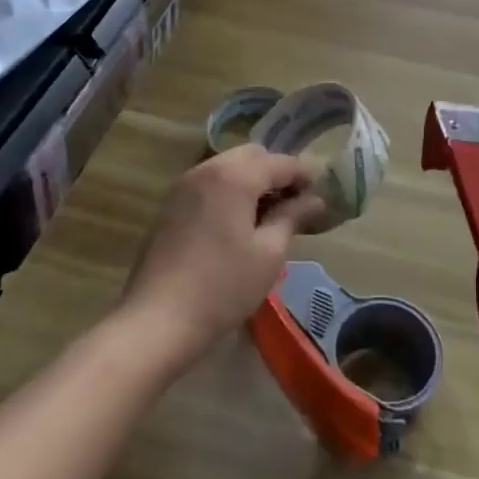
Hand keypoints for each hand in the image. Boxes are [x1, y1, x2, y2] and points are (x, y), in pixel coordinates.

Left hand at [117, 146, 327, 363]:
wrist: (155, 322)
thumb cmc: (222, 287)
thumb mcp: (269, 253)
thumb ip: (293, 217)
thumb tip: (316, 200)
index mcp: (235, 175)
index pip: (281, 162)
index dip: (306, 175)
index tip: (323, 194)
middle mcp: (208, 169)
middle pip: (253, 156)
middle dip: (277, 173)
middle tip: (295, 205)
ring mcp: (184, 186)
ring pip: (229, 167)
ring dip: (253, 181)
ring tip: (268, 216)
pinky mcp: (170, 206)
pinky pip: (210, 183)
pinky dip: (230, 191)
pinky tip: (238, 223)